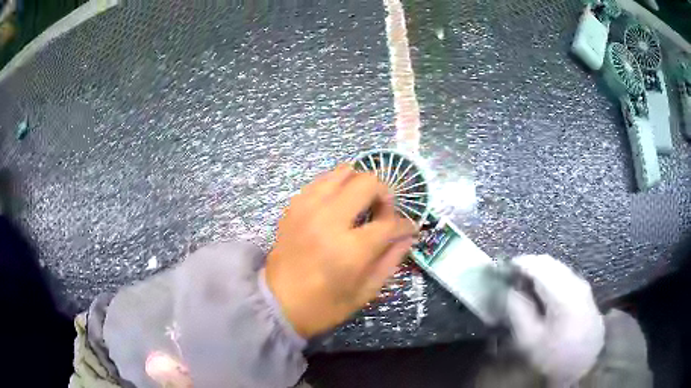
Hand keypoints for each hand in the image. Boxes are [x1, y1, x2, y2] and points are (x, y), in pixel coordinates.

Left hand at [265, 164, 416, 337]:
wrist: (276, 303)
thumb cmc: (323, 306)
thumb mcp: (364, 293)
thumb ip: (390, 261)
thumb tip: (407, 237)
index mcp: (349, 249)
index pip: (389, 223)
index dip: (405, 225)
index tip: (408, 229)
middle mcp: (328, 220)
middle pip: (368, 183)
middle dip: (385, 194)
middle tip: (383, 213)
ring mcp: (308, 209)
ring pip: (343, 172)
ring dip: (360, 184)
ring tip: (362, 203)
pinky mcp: (294, 206)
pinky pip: (321, 180)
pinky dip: (336, 184)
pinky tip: (340, 201)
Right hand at [506, 255, 604, 385]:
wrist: (583, 366)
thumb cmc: (554, 356)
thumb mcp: (530, 340)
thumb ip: (518, 311)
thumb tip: (510, 290)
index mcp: (563, 293)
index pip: (539, 266)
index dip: (519, 263)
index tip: (503, 269)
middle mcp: (576, 282)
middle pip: (550, 262)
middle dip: (529, 266)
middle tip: (511, 278)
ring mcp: (583, 286)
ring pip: (558, 268)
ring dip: (540, 271)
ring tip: (524, 285)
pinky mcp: (585, 293)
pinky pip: (564, 276)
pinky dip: (550, 278)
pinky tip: (542, 293)